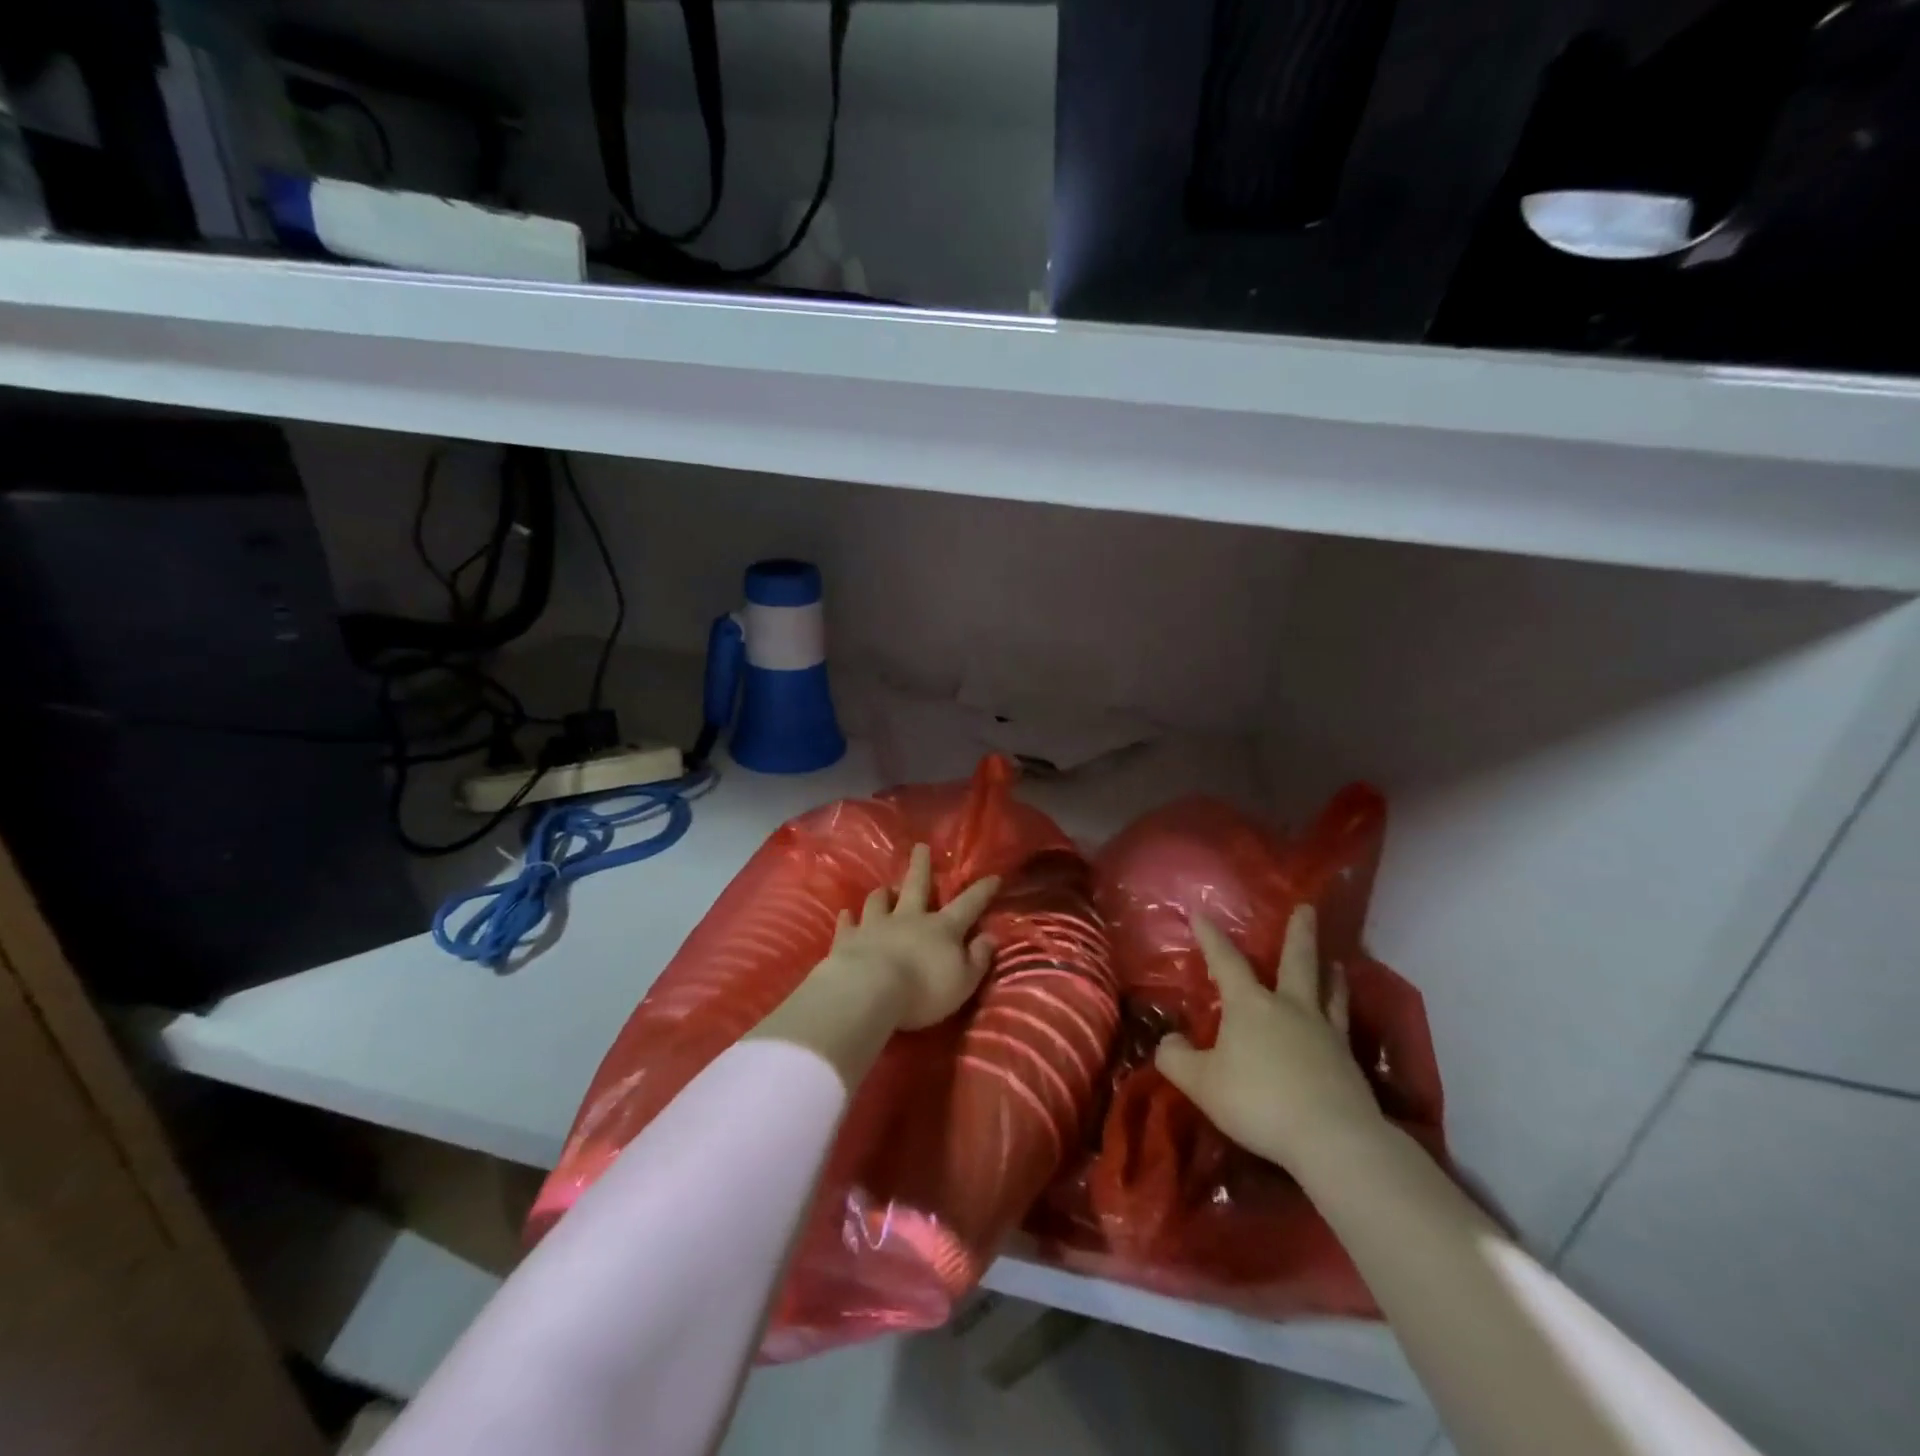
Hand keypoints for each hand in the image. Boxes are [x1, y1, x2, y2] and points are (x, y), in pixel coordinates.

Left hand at [822, 843, 1000, 1031]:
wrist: (869, 991)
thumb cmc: (924, 990)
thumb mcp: (963, 981)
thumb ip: (978, 958)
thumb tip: (991, 936)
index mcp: (942, 928)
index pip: (968, 905)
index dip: (982, 891)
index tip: (993, 876)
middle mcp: (909, 918)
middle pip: (917, 885)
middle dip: (921, 865)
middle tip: (920, 846)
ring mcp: (876, 925)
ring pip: (880, 900)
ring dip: (883, 893)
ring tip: (885, 888)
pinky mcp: (848, 938)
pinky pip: (848, 923)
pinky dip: (848, 918)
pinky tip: (846, 914)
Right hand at [1154, 905, 1384, 1171]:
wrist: (1332, 1138)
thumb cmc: (1259, 1102)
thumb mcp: (1202, 1083)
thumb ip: (1177, 1059)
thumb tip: (1168, 1041)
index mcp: (1250, 1005)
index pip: (1225, 961)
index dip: (1211, 937)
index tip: (1200, 913)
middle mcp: (1290, 1007)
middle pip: (1297, 961)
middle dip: (1299, 933)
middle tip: (1307, 908)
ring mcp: (1325, 1032)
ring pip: (1328, 991)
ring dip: (1330, 973)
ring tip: (1335, 961)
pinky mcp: (1348, 1060)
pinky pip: (1343, 1024)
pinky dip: (1342, 1009)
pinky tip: (1341, 1016)